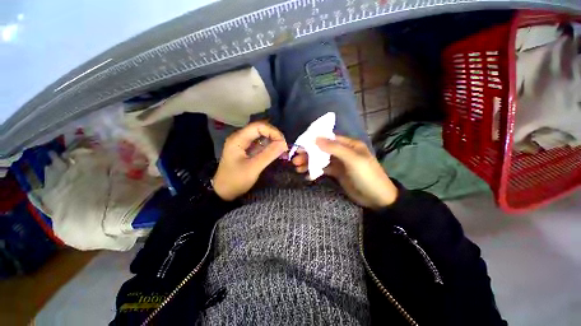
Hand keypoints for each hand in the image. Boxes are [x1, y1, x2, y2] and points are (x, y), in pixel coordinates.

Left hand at [213, 121, 287, 200]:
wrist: (223, 192)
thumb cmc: (235, 180)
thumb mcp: (253, 168)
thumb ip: (269, 154)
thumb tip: (284, 144)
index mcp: (238, 139)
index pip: (258, 126)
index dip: (272, 131)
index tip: (283, 143)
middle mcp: (240, 138)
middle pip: (260, 129)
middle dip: (274, 136)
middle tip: (284, 147)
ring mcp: (243, 144)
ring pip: (261, 136)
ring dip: (272, 141)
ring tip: (282, 150)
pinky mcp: (246, 151)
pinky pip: (260, 144)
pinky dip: (269, 147)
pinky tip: (275, 152)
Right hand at [292, 135, 397, 209]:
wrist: (377, 199)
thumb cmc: (367, 176)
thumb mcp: (353, 160)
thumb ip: (335, 148)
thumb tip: (316, 138)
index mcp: (349, 145)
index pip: (328, 139)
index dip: (314, 141)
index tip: (300, 145)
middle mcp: (343, 152)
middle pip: (322, 150)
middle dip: (308, 154)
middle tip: (295, 159)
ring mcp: (339, 163)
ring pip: (321, 160)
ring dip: (309, 163)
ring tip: (297, 168)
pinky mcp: (337, 173)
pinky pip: (323, 170)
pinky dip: (315, 171)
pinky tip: (307, 175)